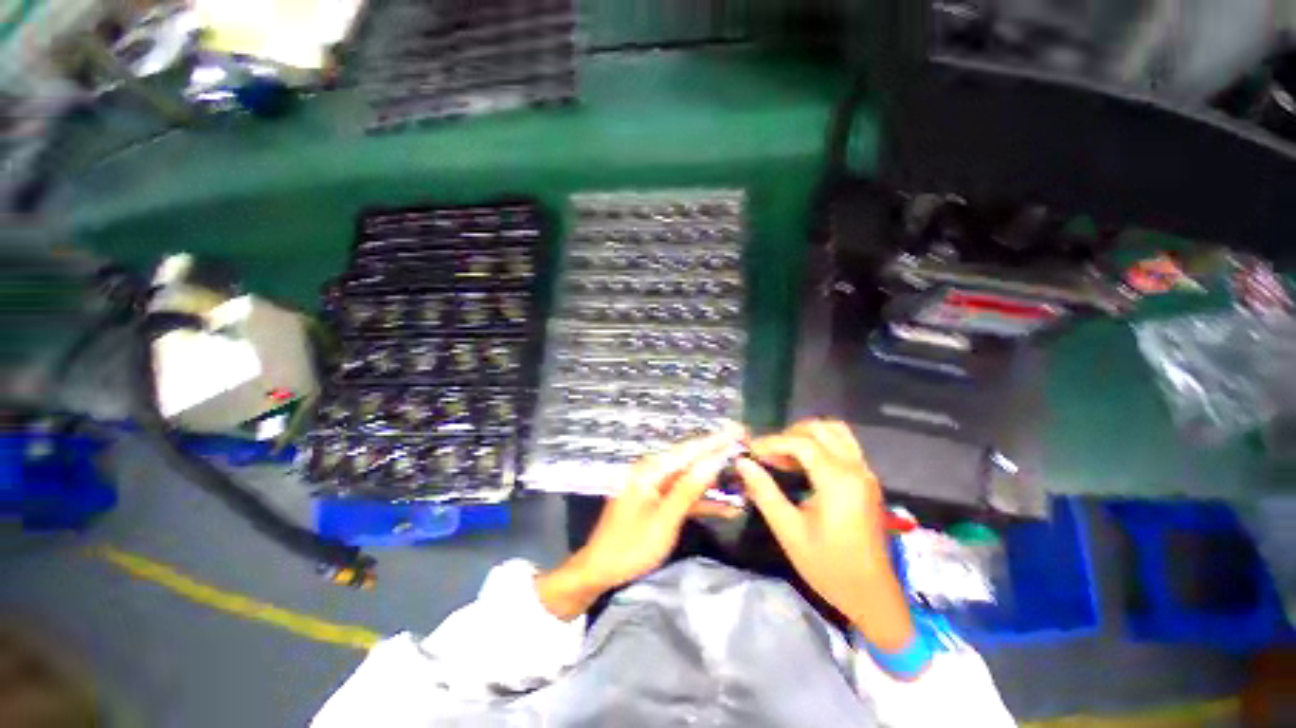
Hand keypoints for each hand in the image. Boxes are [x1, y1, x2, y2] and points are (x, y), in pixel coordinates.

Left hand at [537, 426, 746, 619]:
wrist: (600, 569)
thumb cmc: (630, 546)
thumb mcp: (663, 521)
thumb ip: (688, 490)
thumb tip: (713, 462)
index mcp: (650, 470)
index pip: (688, 450)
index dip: (715, 440)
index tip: (738, 430)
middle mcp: (653, 471)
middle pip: (691, 459)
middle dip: (718, 454)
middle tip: (745, 447)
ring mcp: (655, 485)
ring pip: (690, 477)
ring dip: (715, 480)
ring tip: (743, 476)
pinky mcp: (658, 499)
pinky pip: (684, 493)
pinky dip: (703, 499)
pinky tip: (727, 506)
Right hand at [736, 420, 913, 650]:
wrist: (872, 596)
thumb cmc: (828, 568)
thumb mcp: (789, 531)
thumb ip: (764, 491)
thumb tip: (742, 462)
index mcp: (838, 482)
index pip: (800, 443)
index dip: (771, 442)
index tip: (750, 453)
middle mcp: (856, 469)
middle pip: (820, 429)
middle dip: (789, 435)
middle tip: (768, 455)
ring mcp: (865, 472)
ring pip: (835, 431)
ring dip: (807, 435)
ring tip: (785, 456)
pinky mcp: (867, 479)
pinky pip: (844, 444)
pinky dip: (821, 443)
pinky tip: (804, 464)